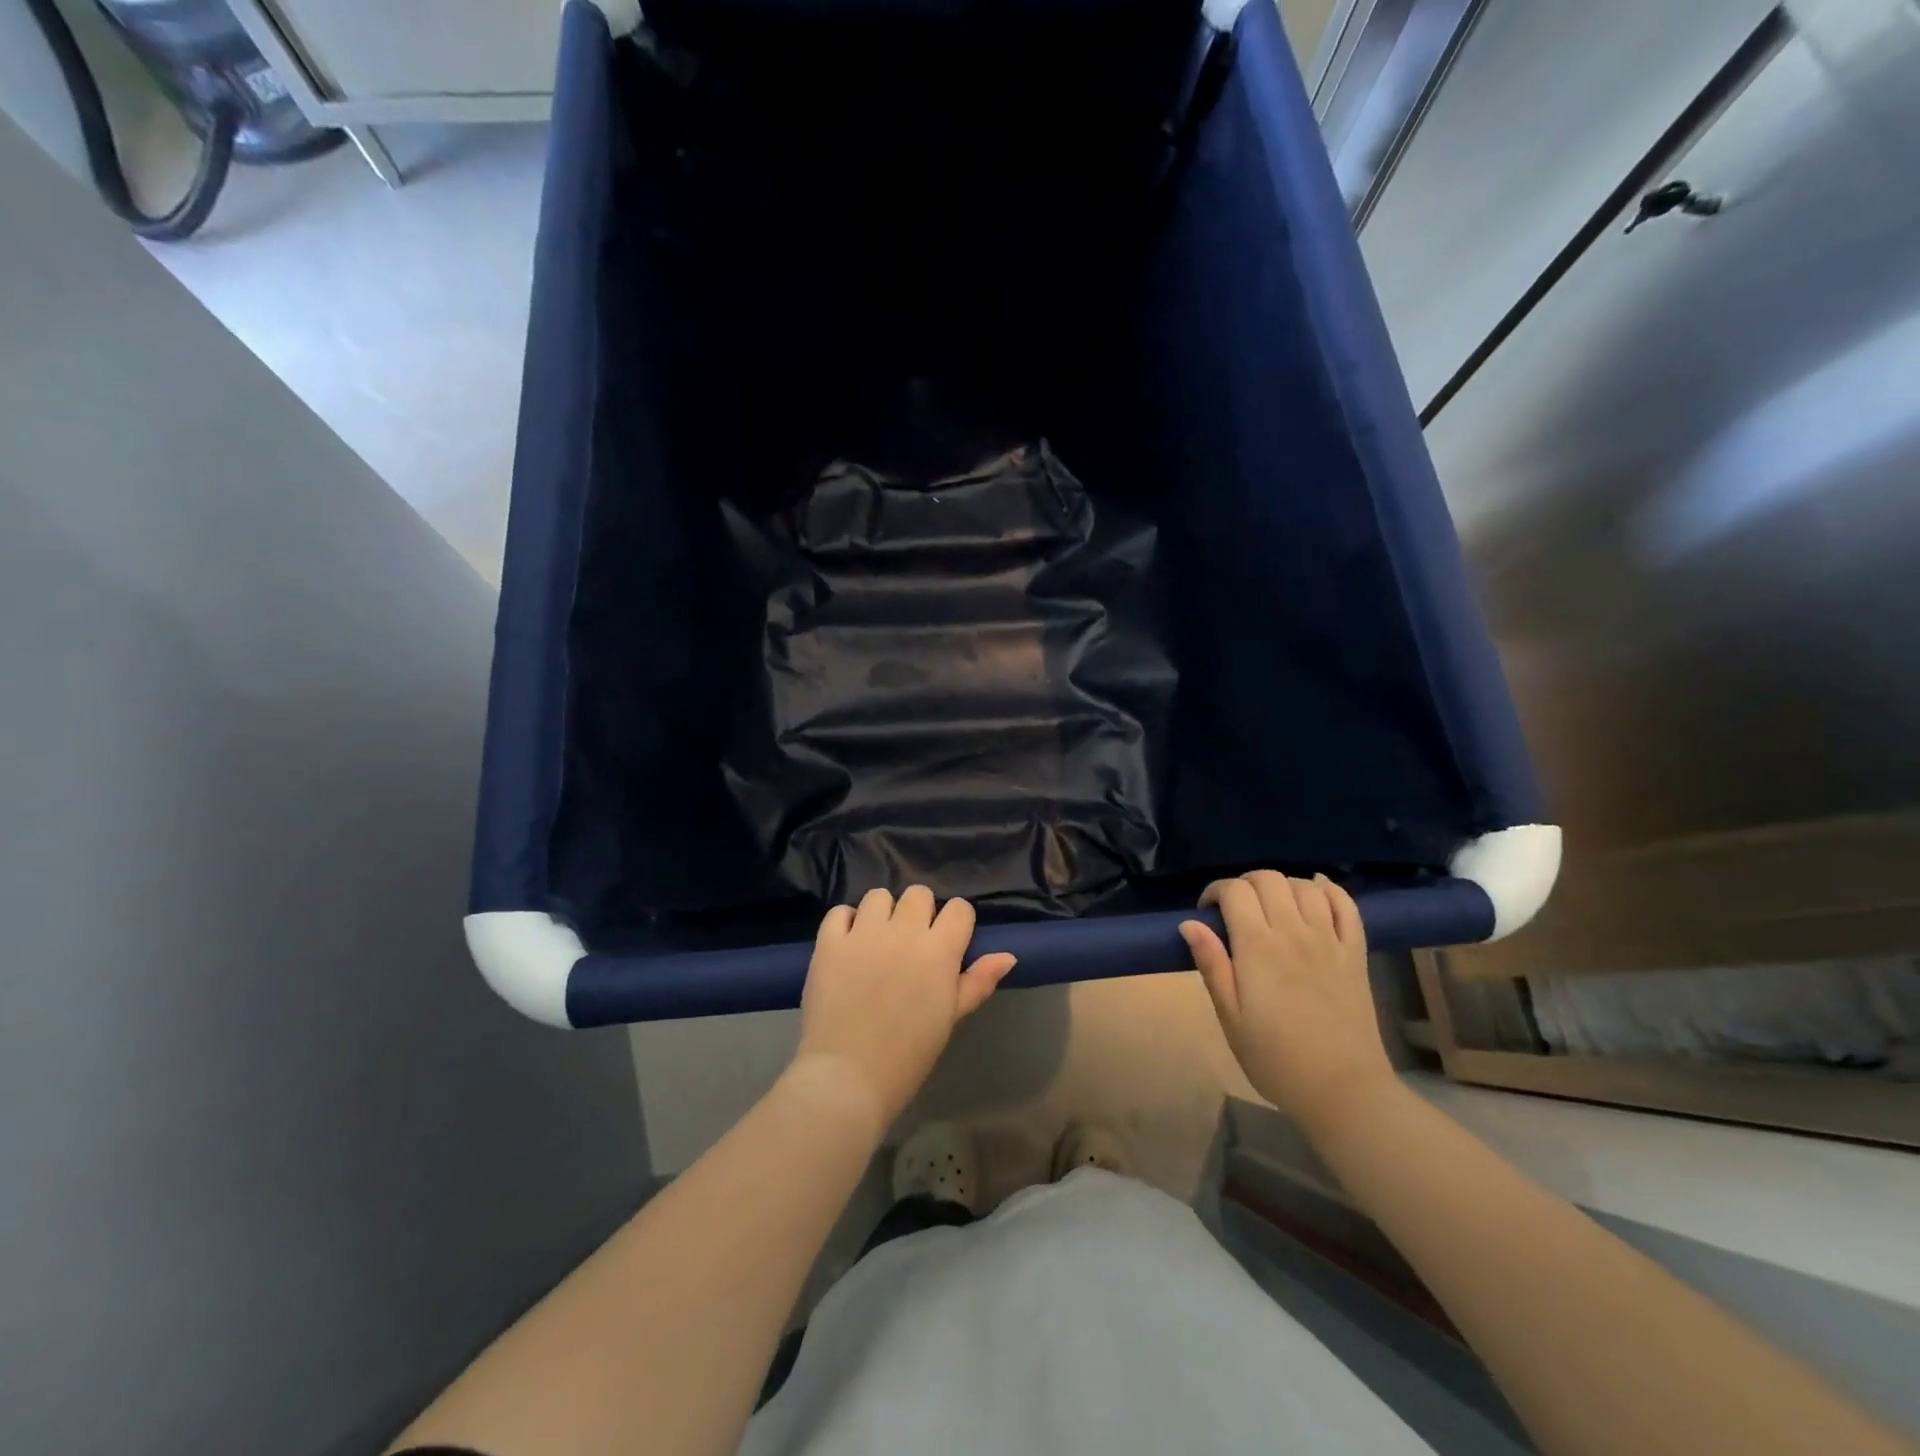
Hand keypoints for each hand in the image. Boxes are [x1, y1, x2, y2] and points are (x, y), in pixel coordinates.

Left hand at [794, 887, 1017, 1133]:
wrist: (848, 1076)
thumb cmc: (908, 1055)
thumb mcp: (950, 1019)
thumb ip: (977, 982)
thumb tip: (1008, 956)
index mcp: (939, 951)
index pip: (959, 908)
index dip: (956, 922)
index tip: (948, 942)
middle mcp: (904, 931)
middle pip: (919, 893)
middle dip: (919, 912)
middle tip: (910, 942)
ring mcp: (863, 933)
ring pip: (879, 896)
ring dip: (882, 913)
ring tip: (877, 940)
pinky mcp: (829, 942)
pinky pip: (839, 912)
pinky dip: (845, 922)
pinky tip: (847, 944)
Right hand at [1180, 872, 1394, 1136]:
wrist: (1342, 1089)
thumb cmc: (1275, 1058)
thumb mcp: (1230, 1017)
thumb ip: (1212, 964)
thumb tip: (1189, 923)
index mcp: (1258, 947)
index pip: (1235, 891)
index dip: (1216, 891)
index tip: (1207, 912)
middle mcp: (1294, 933)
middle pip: (1269, 879)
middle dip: (1245, 883)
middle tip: (1236, 909)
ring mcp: (1329, 940)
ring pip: (1304, 886)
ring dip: (1282, 885)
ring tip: (1271, 906)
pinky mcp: (1355, 953)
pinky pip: (1346, 906)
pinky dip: (1329, 889)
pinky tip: (1316, 889)